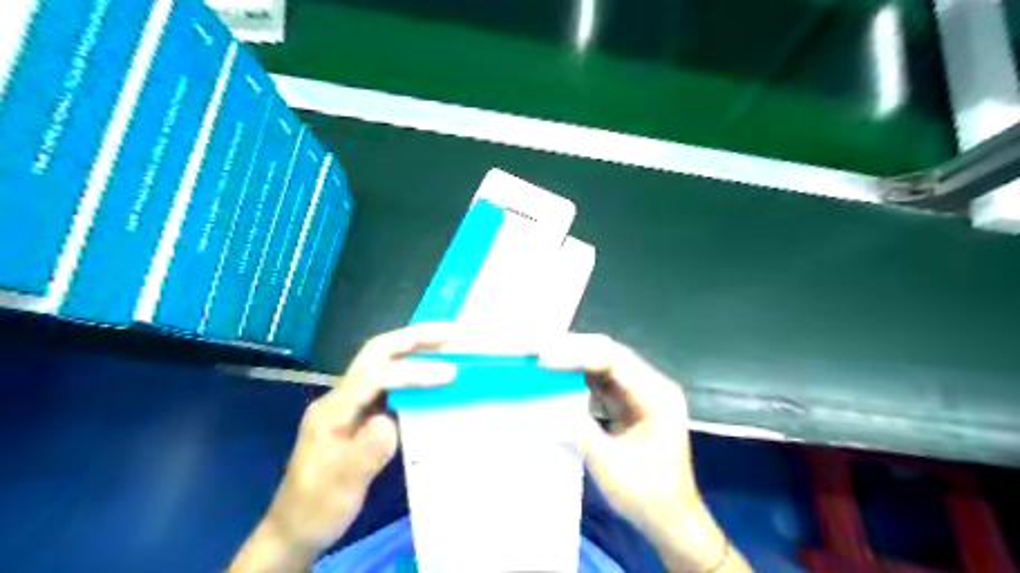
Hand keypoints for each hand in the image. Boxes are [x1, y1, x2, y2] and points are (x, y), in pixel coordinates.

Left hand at [231, 326, 458, 569]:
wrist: (295, 527)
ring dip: (416, 348)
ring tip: (449, 344)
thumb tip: (391, 421)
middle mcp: (340, 397)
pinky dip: (414, 369)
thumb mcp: (340, 488)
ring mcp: (351, 402)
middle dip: (415, 338)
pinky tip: (433, 373)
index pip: (373, 377)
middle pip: (377, 353)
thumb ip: (365, 454)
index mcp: (332, 411)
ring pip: (383, 361)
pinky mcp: (361, 412)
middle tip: (453, 333)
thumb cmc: (316, 508)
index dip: (412, 372)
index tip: (449, 374)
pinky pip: (390, 381)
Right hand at [541, 336, 747, 572]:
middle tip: (537, 352)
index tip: (544, 360)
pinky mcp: (630, 402)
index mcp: (657, 396)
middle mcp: (652, 386)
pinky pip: (602, 380)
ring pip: (603, 364)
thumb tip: (543, 401)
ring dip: (573, 360)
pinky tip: (557, 376)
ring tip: (541, 359)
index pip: (614, 361)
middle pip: (609, 355)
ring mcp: (641, 393)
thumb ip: (577, 428)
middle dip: (572, 351)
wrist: (671, 520)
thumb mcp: (609, 464)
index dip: (577, 355)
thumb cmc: (647, 495)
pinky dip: (578, 377)